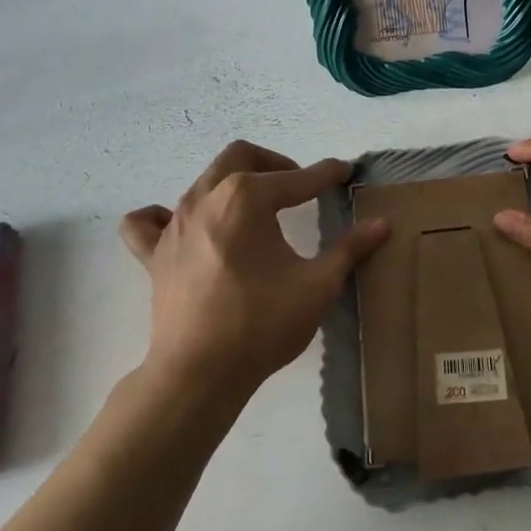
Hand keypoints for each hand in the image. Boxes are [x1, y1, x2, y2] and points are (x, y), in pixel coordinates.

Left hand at [120, 141, 388, 401]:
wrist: (199, 373)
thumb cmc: (262, 324)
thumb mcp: (317, 285)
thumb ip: (349, 249)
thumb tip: (382, 225)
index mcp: (246, 198)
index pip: (296, 178)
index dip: (325, 174)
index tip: (345, 171)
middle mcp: (205, 198)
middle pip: (241, 157)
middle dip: (275, 164)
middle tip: (298, 186)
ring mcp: (173, 224)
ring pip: (203, 181)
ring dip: (234, 183)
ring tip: (257, 208)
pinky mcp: (154, 254)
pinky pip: (148, 222)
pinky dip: (164, 216)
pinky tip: (185, 228)